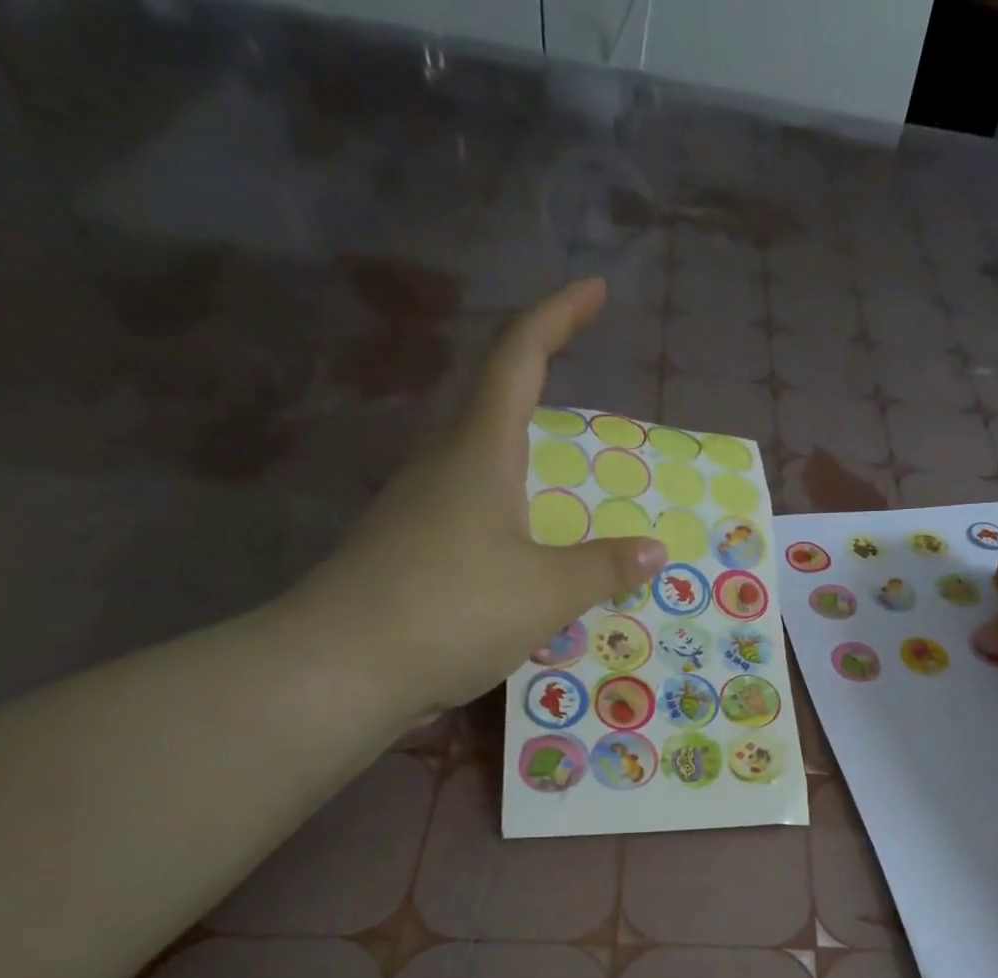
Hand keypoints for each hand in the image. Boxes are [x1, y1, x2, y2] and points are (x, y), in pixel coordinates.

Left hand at [287, 278, 665, 715]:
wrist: (344, 668)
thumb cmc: (454, 608)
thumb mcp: (548, 591)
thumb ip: (605, 567)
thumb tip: (653, 550)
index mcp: (479, 451)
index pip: (518, 357)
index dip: (558, 316)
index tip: (593, 289)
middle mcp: (443, 467)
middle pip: (496, 407)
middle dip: (544, 392)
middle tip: (596, 420)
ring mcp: (419, 510)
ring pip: (485, 471)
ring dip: (531, 473)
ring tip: (577, 502)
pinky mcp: (410, 553)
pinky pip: (474, 519)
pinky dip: (514, 524)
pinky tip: (532, 562)